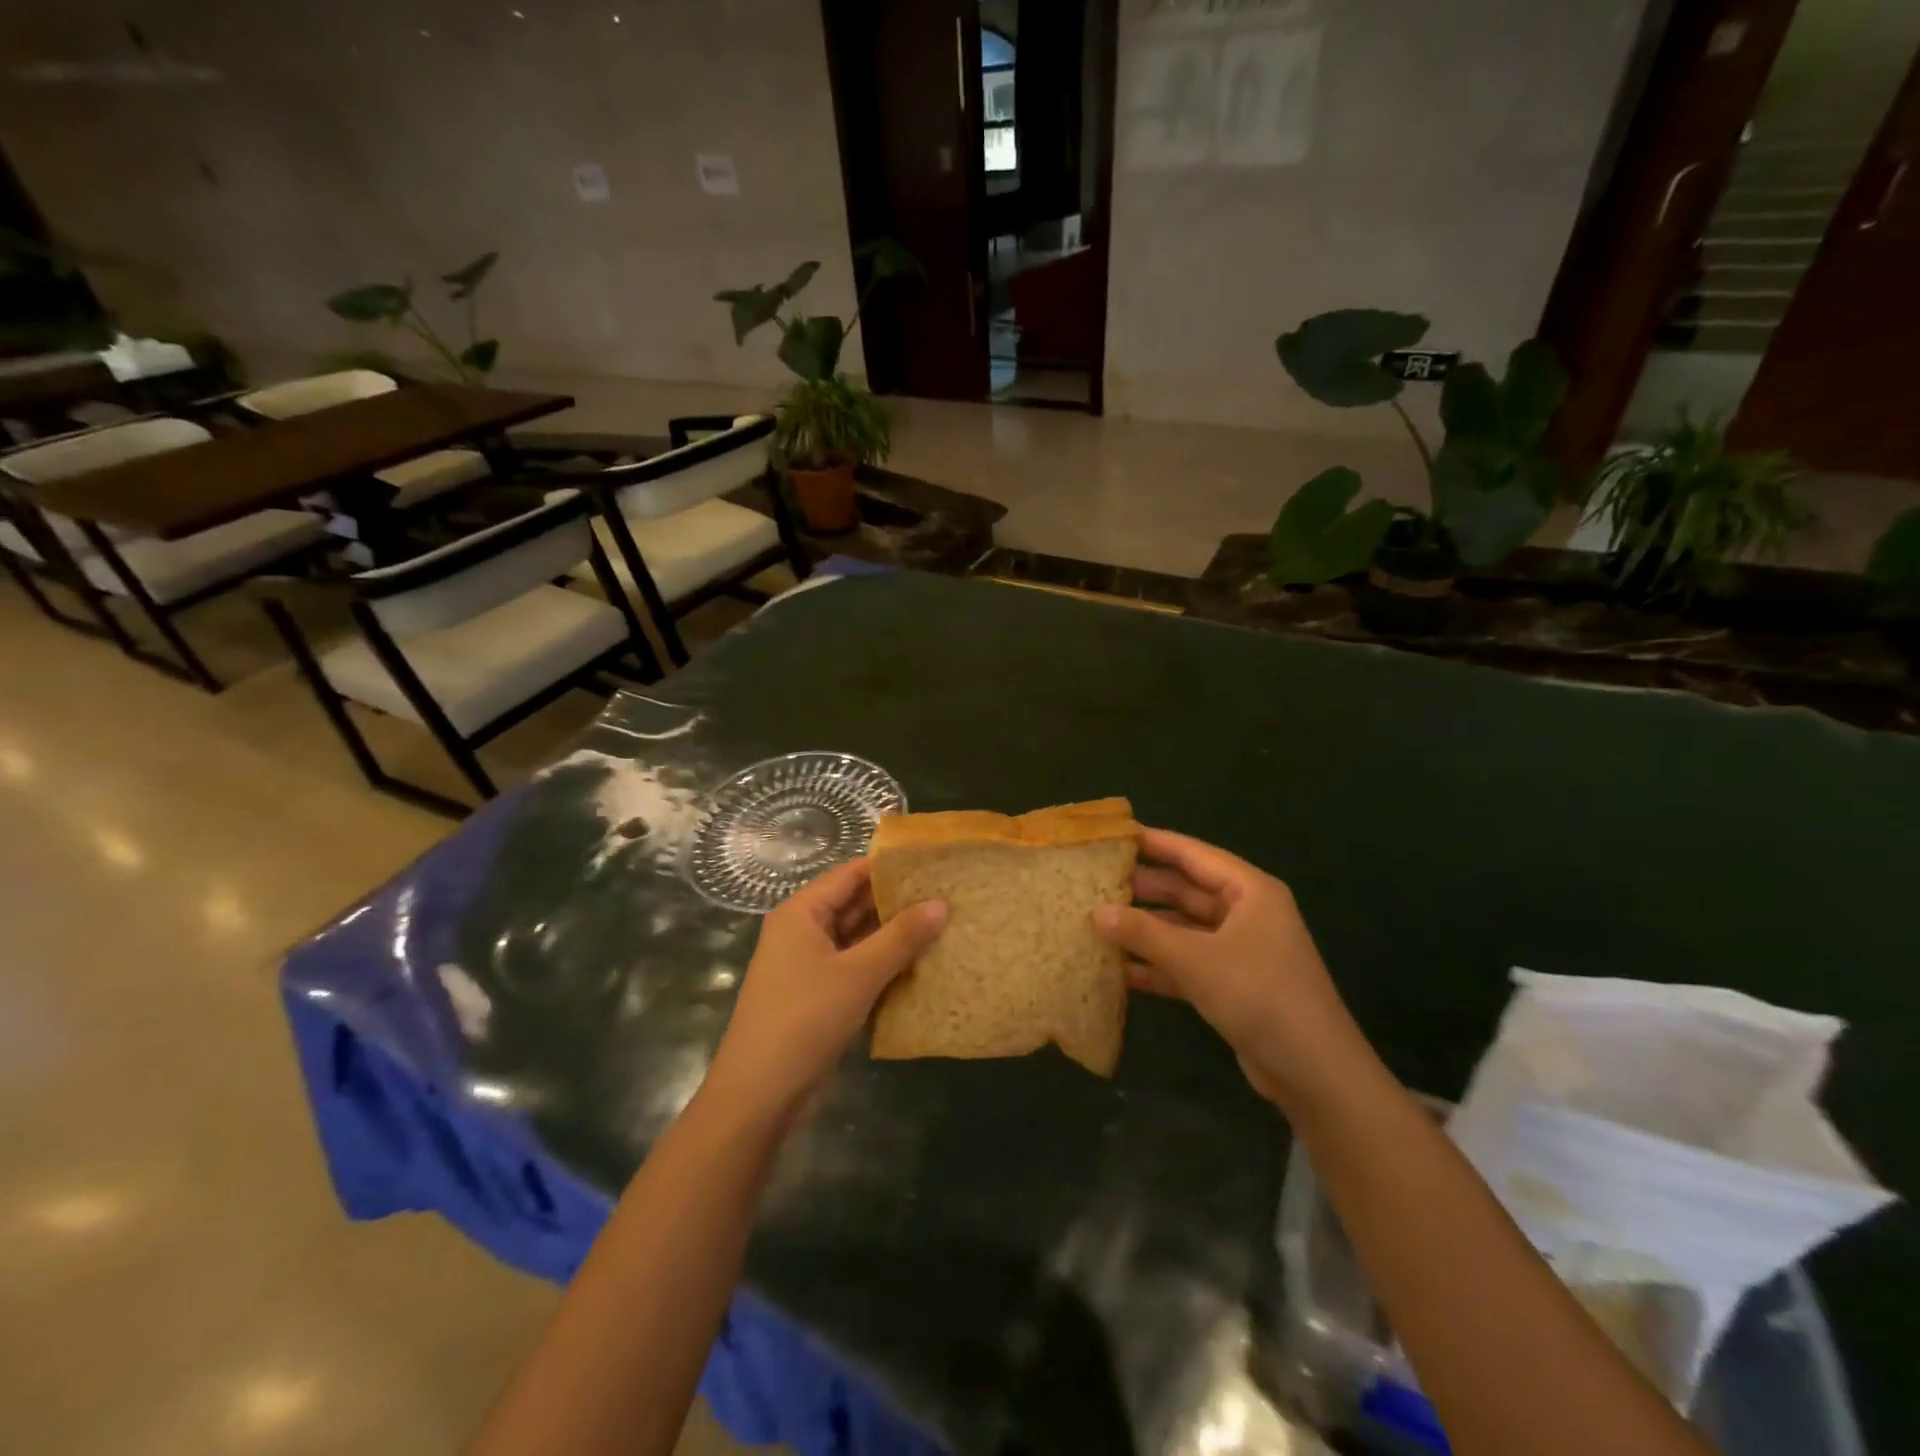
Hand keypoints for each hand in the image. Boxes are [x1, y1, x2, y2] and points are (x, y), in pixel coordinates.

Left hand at [704, 858, 945, 1122]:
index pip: (851, 873)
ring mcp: (810, 965)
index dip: (890, 867)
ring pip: (858, 938)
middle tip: (947, 895)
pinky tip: (921, 965)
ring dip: (894, 936)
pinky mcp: (819, 996)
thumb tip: (941, 903)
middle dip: (897, 902)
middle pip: (855, 904)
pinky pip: (856, 968)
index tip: (932, 864)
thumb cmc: (804, 1021)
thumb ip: (901, 937)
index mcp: (802, 913)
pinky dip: (884, 965)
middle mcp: (803, 931)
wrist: (759, 1097)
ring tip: (944, 925)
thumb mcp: (858, 974)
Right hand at [1093, 828, 1376, 1110]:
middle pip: (1186, 890)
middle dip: (1143, 889)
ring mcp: (1239, 950)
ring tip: (1097, 923)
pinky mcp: (1232, 984)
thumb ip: (1144, 933)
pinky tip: (1119, 970)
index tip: (1113, 836)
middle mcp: (1246, 913)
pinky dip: (1158, 965)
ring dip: (1146, 930)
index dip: (1154, 843)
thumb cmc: (1259, 995)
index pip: (1193, 854)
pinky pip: (1187, 963)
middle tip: (1093, 883)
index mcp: (1250, 891)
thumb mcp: (1196, 960)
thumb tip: (1096, 912)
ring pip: (1183, 928)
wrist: (1314, 1072)